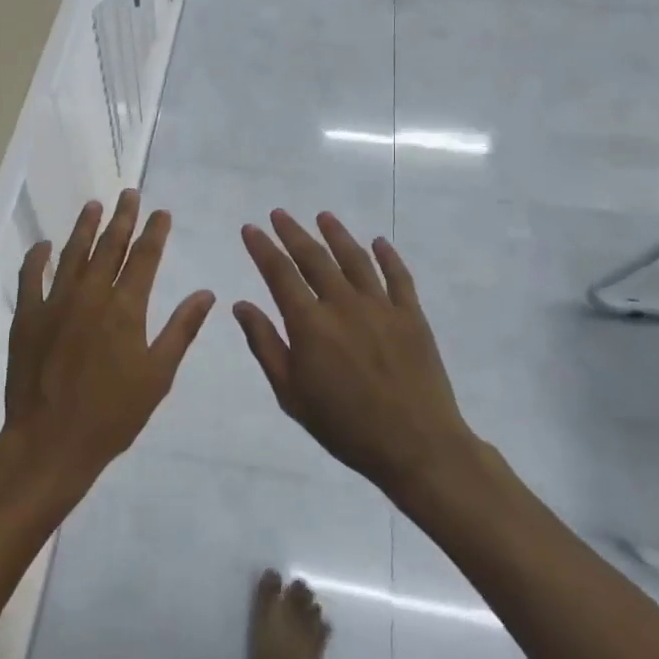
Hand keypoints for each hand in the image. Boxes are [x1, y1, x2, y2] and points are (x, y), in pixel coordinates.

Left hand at [1, 189, 213, 497]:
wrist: (51, 441)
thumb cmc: (112, 414)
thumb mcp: (158, 375)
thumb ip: (181, 330)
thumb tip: (206, 293)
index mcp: (125, 308)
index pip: (145, 257)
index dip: (154, 232)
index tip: (161, 212)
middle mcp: (91, 294)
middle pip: (109, 246)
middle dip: (122, 218)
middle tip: (128, 194)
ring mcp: (55, 302)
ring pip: (72, 253)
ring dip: (84, 227)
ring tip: (94, 204)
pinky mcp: (27, 316)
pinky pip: (30, 276)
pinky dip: (37, 257)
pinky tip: (44, 245)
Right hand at [236, 210, 475, 499]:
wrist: (417, 445)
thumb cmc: (345, 426)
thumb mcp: (291, 394)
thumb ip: (265, 345)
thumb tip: (241, 305)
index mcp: (309, 323)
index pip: (279, 273)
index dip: (263, 248)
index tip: (251, 229)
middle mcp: (343, 304)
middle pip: (314, 257)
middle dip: (293, 232)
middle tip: (279, 214)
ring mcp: (381, 306)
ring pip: (355, 259)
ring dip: (337, 234)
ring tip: (323, 216)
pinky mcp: (411, 315)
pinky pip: (398, 276)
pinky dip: (387, 256)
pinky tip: (379, 242)